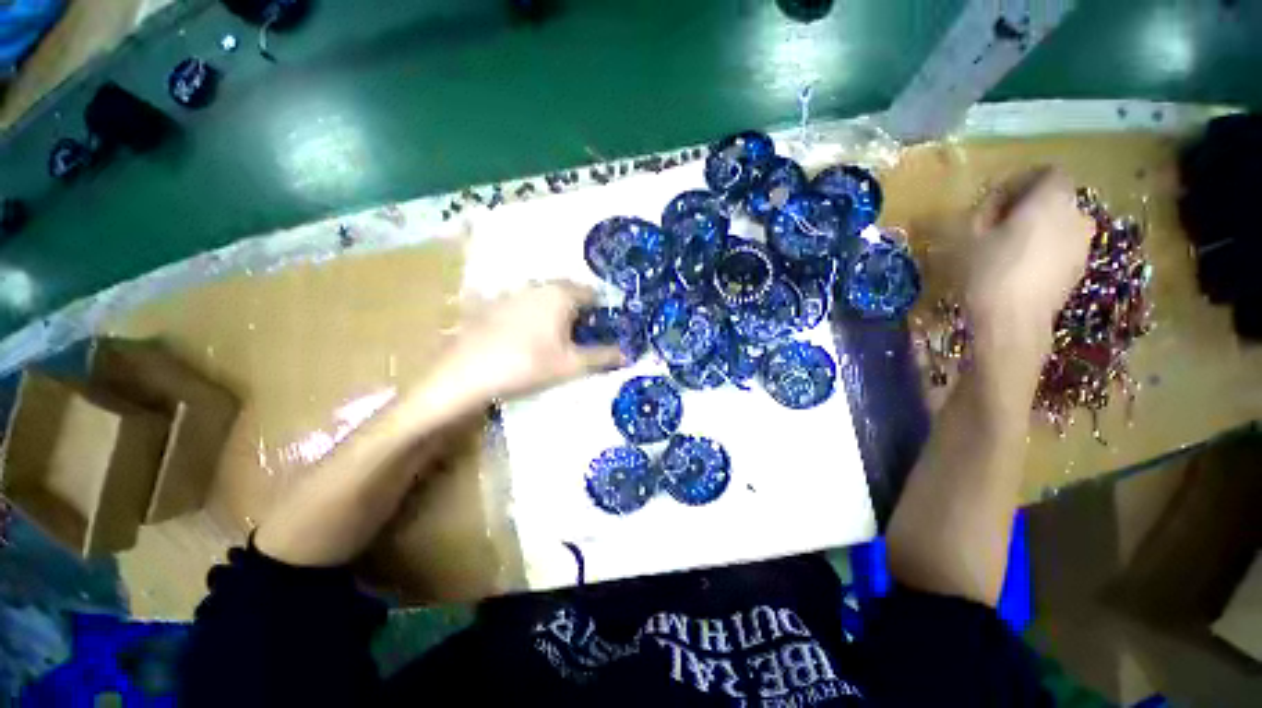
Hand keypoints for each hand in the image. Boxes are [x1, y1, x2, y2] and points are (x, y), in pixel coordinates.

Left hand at [426, 281, 624, 407]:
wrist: (466, 374)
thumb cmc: (528, 365)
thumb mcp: (571, 365)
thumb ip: (603, 357)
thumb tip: (628, 354)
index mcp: (560, 294)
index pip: (592, 294)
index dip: (603, 309)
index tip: (607, 327)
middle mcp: (537, 286)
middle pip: (568, 293)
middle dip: (579, 311)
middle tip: (584, 336)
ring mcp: (511, 293)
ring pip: (543, 298)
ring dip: (554, 313)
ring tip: (557, 338)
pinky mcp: (491, 304)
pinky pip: (521, 306)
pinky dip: (531, 316)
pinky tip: (526, 338)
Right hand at [964, 168, 1094, 354]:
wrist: (1014, 321)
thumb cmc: (988, 271)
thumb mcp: (967, 237)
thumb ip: (978, 213)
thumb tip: (985, 211)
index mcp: (1053, 199)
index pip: (1044, 173)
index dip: (1016, 184)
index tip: (990, 204)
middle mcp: (1077, 215)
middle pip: (1052, 199)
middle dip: (1023, 208)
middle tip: (991, 228)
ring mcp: (1082, 245)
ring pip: (1056, 224)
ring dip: (1032, 230)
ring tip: (1001, 250)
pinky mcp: (1078, 269)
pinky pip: (1059, 247)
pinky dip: (1040, 250)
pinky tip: (1015, 268)